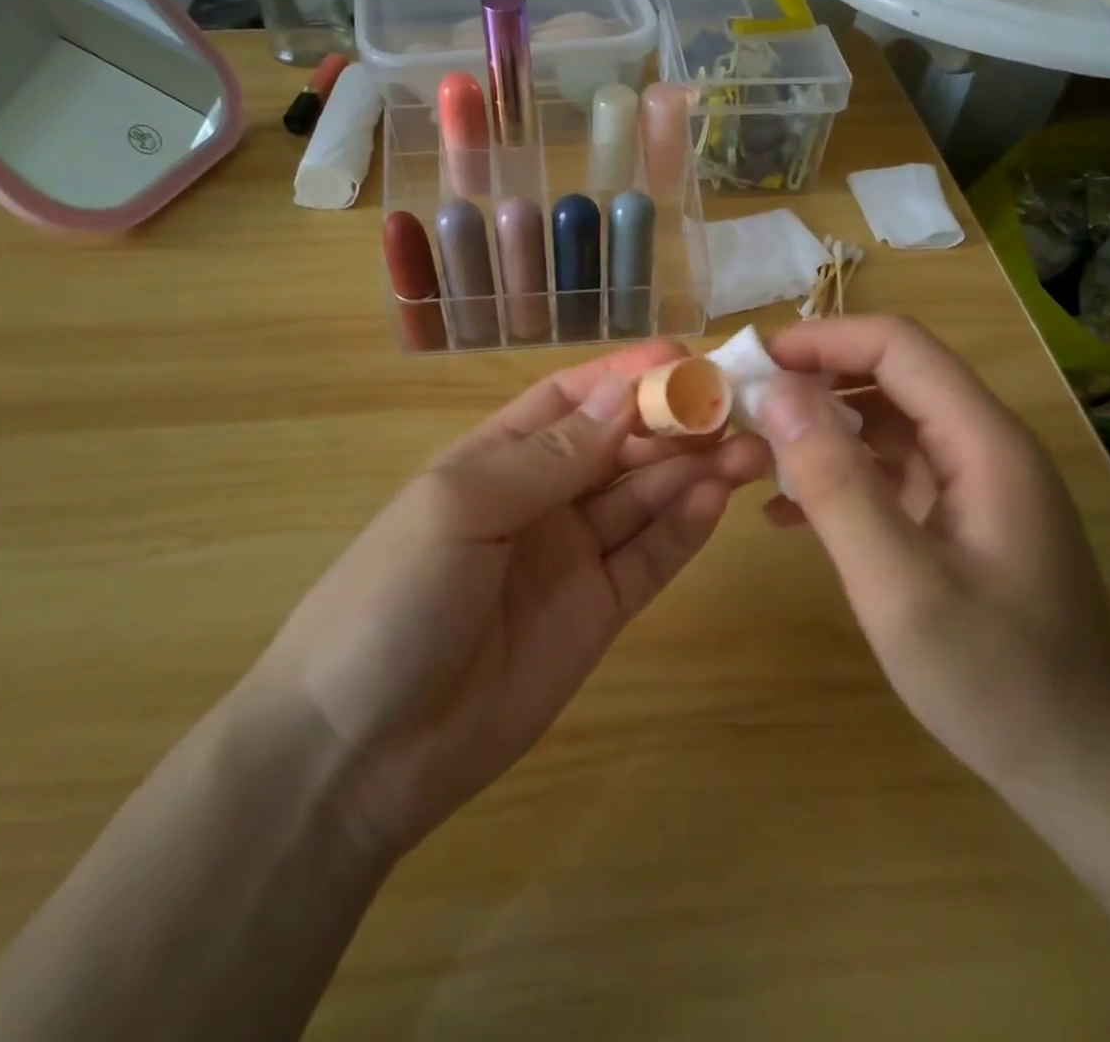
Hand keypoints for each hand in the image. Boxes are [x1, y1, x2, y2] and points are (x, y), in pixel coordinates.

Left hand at [248, 340, 764, 860]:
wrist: (363, 750)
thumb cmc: (395, 598)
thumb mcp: (462, 507)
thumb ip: (550, 456)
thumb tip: (625, 394)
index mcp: (496, 459)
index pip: (571, 401)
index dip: (625, 376)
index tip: (683, 358)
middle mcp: (540, 499)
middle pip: (618, 447)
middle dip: (672, 424)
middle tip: (733, 409)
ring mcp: (572, 556)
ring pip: (643, 499)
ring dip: (692, 471)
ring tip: (745, 451)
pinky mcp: (599, 611)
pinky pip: (649, 558)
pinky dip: (684, 528)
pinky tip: (716, 500)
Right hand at [754, 316, 1109, 798]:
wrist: (1084, 769)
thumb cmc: (995, 678)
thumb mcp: (900, 585)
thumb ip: (836, 484)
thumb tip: (778, 395)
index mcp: (984, 441)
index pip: (898, 347)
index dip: (823, 340)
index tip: (754, 364)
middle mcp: (983, 445)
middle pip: (891, 377)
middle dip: (814, 381)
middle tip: (743, 409)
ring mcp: (973, 483)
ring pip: (885, 423)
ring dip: (821, 430)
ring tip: (755, 455)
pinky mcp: (959, 518)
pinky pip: (890, 473)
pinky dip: (839, 476)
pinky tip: (788, 514)